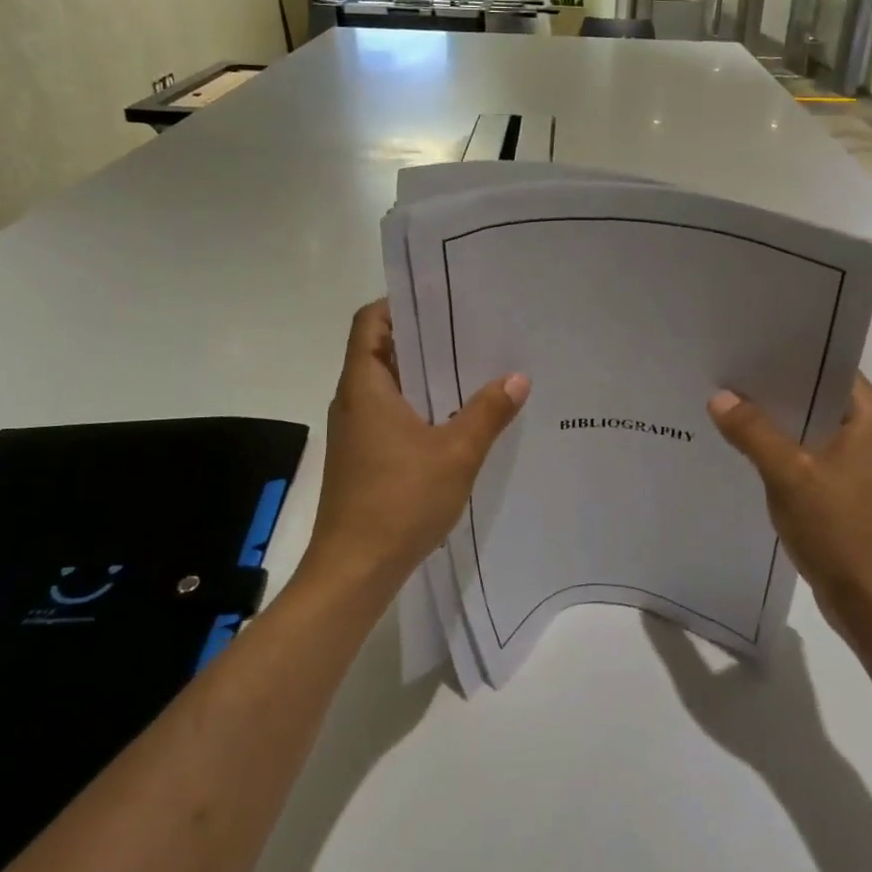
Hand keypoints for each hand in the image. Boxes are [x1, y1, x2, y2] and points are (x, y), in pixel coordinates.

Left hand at [299, 300, 529, 602]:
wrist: (354, 571)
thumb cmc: (399, 502)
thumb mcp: (456, 453)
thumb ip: (488, 412)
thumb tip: (518, 377)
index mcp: (364, 387)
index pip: (369, 322)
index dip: (399, 303)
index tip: (440, 299)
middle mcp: (353, 401)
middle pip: (381, 350)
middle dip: (423, 337)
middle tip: (471, 327)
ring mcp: (355, 432)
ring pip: (388, 386)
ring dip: (424, 374)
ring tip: (472, 366)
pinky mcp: (363, 457)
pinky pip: (391, 414)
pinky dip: (419, 405)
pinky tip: (456, 417)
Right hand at [707, 374, 871, 650]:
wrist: (871, 602)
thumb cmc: (840, 530)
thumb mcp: (790, 476)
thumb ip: (753, 433)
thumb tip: (719, 396)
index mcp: (870, 415)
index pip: (828, 363)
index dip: (788, 351)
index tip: (746, 341)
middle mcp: (866, 429)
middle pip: (813, 391)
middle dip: (771, 384)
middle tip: (724, 367)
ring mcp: (854, 458)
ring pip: (806, 422)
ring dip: (772, 417)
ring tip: (723, 398)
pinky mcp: (840, 484)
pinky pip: (803, 449)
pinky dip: (776, 445)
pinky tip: (740, 442)